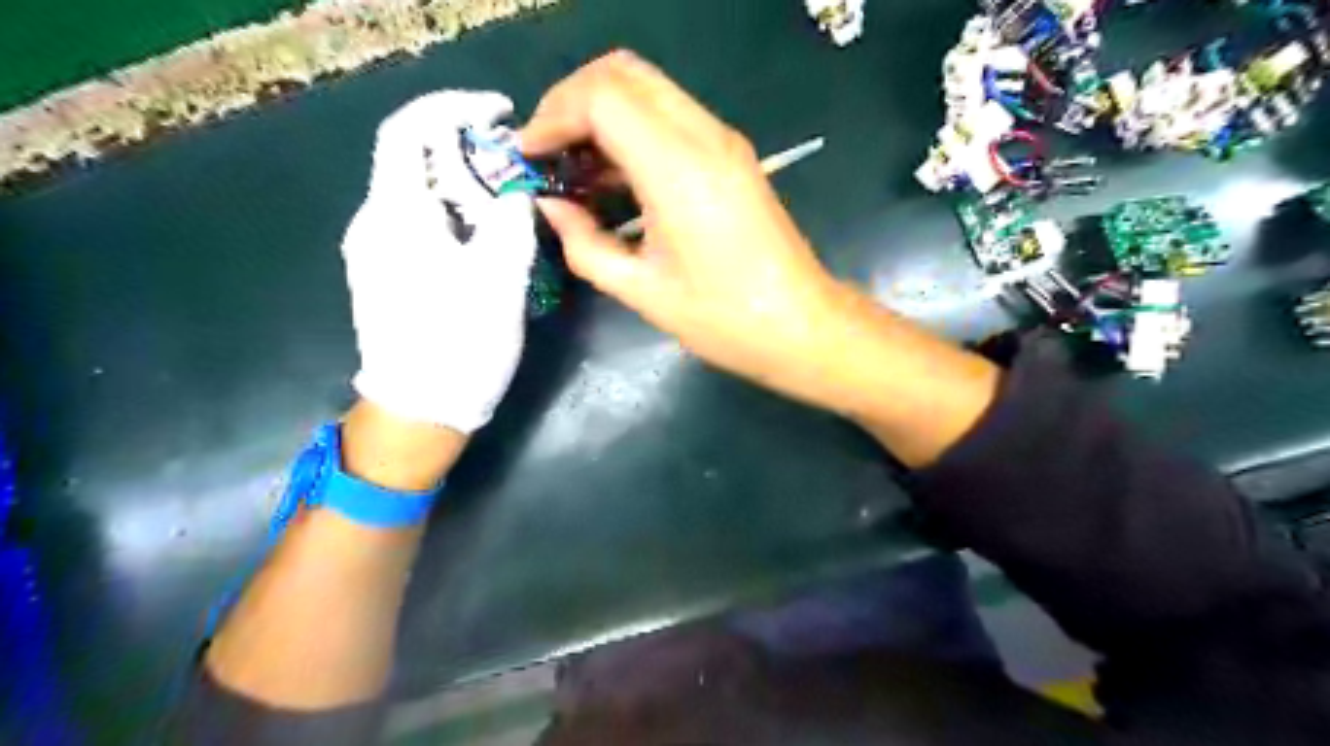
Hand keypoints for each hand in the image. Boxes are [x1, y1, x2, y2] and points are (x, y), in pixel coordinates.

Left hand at [339, 91, 534, 433]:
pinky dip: (452, 213)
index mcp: (396, 216)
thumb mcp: (500, 280)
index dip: (452, 107)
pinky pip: (417, 222)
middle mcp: (373, 223)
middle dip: (466, 150)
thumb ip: (510, 220)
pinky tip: (483, 238)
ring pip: (417, 193)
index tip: (499, 112)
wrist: (418, 411)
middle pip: (413, 160)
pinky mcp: (384, 273)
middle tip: (516, 169)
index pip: (408, 130)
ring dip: (463, 185)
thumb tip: (513, 189)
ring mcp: (373, 250)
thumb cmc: (460, 346)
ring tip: (508, 205)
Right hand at [520, 51, 852, 412]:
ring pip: (649, 89)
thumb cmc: (723, 319)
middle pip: (623, 73)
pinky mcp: (733, 156)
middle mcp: (704, 137)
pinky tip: (615, 178)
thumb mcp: (642, 291)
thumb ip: (585, 244)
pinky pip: (671, 116)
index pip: (602, 96)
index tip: (530, 158)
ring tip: (575, 169)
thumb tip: (551, 209)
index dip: (553, 115)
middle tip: (548, 152)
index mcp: (677, 169)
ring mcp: (724, 142)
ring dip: (602, 114)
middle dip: (572, 102)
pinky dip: (632, 130)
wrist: (802, 326)